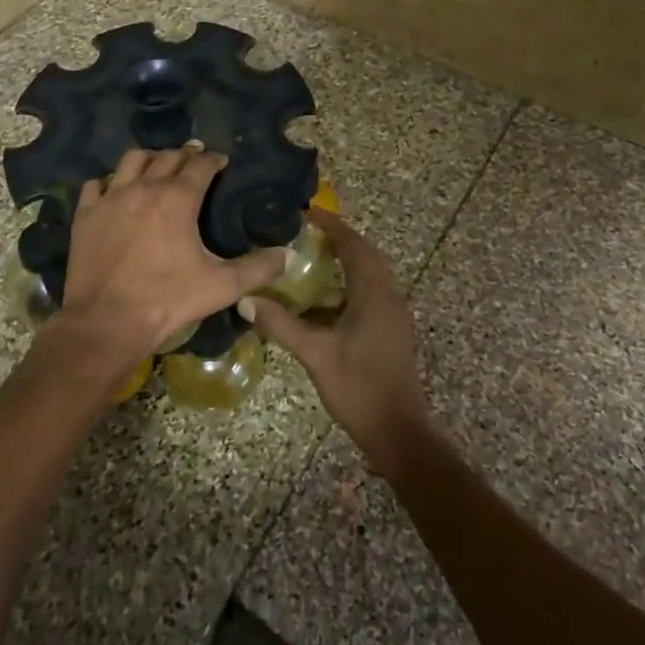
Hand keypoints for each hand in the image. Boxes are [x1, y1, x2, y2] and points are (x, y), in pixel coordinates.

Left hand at [55, 145, 286, 374]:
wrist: (106, 322)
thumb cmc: (167, 300)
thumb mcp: (220, 286)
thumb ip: (257, 269)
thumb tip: (287, 256)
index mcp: (178, 199)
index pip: (200, 165)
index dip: (213, 159)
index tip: (221, 160)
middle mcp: (144, 188)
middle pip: (167, 157)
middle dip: (184, 154)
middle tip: (194, 158)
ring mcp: (110, 199)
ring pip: (131, 161)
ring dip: (148, 159)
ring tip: (156, 165)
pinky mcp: (86, 215)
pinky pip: (96, 184)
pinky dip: (109, 182)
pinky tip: (114, 190)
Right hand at [239, 209, 430, 471]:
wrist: (399, 433)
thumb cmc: (359, 388)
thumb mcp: (316, 354)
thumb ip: (281, 324)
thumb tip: (245, 299)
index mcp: (374, 294)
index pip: (354, 245)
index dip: (332, 226)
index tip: (307, 212)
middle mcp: (389, 296)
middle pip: (365, 255)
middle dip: (338, 240)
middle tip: (305, 233)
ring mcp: (393, 314)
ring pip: (369, 276)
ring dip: (344, 264)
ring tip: (308, 261)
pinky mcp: (391, 330)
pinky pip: (370, 294)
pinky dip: (347, 287)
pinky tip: (320, 304)